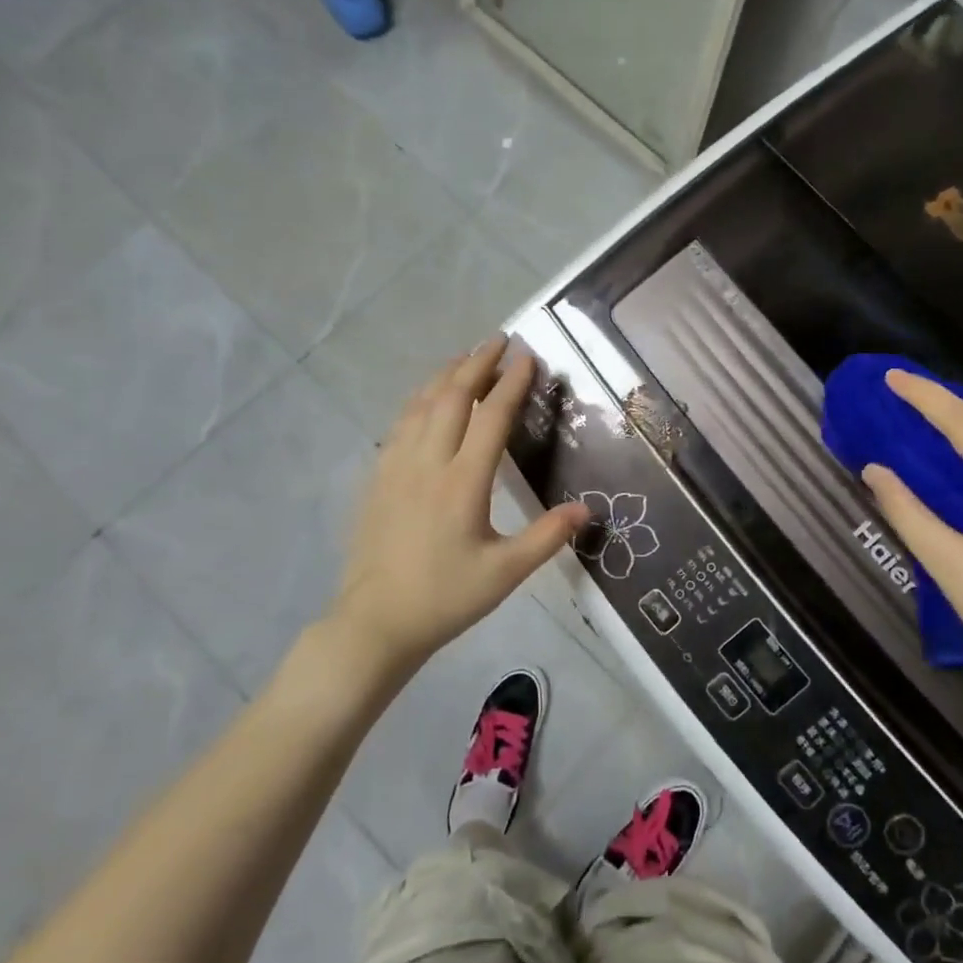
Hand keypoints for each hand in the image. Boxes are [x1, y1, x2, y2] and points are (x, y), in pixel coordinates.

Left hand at [323, 339, 589, 679]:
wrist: (375, 622)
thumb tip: (587, 509)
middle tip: (499, 340)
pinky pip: (400, 424)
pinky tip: (425, 399)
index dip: (511, 384)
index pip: (490, 418)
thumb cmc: (445, 598)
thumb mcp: (505, 573)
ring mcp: (396, 467)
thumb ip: (547, 537)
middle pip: (451, 398)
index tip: (528, 357)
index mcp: (462, 483)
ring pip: (420, 405)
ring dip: (445, 376)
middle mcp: (427, 464)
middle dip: (477, 364)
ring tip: (465, 357)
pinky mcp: (378, 478)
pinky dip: (418, 400)